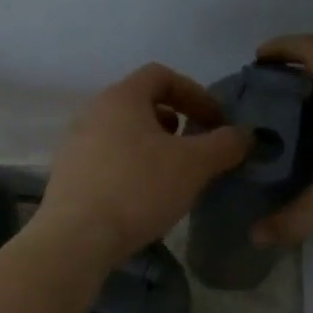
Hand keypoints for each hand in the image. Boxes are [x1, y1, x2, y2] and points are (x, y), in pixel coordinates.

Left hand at [36, 63, 249, 266]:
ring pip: (121, 134)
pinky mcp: (67, 177)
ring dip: (151, 148)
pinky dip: (130, 168)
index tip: (215, 122)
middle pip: (139, 105)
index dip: (195, 93)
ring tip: (170, 175)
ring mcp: (74, 145)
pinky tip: (142, 198)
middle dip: (173, 122)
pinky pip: (106, 161)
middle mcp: (92, 113)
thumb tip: (245, 135)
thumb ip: (225, 145)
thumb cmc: (138, 190)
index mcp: (121, 98)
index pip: (161, 75)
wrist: (76, 238)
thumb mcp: (193, 166)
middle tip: (194, 149)